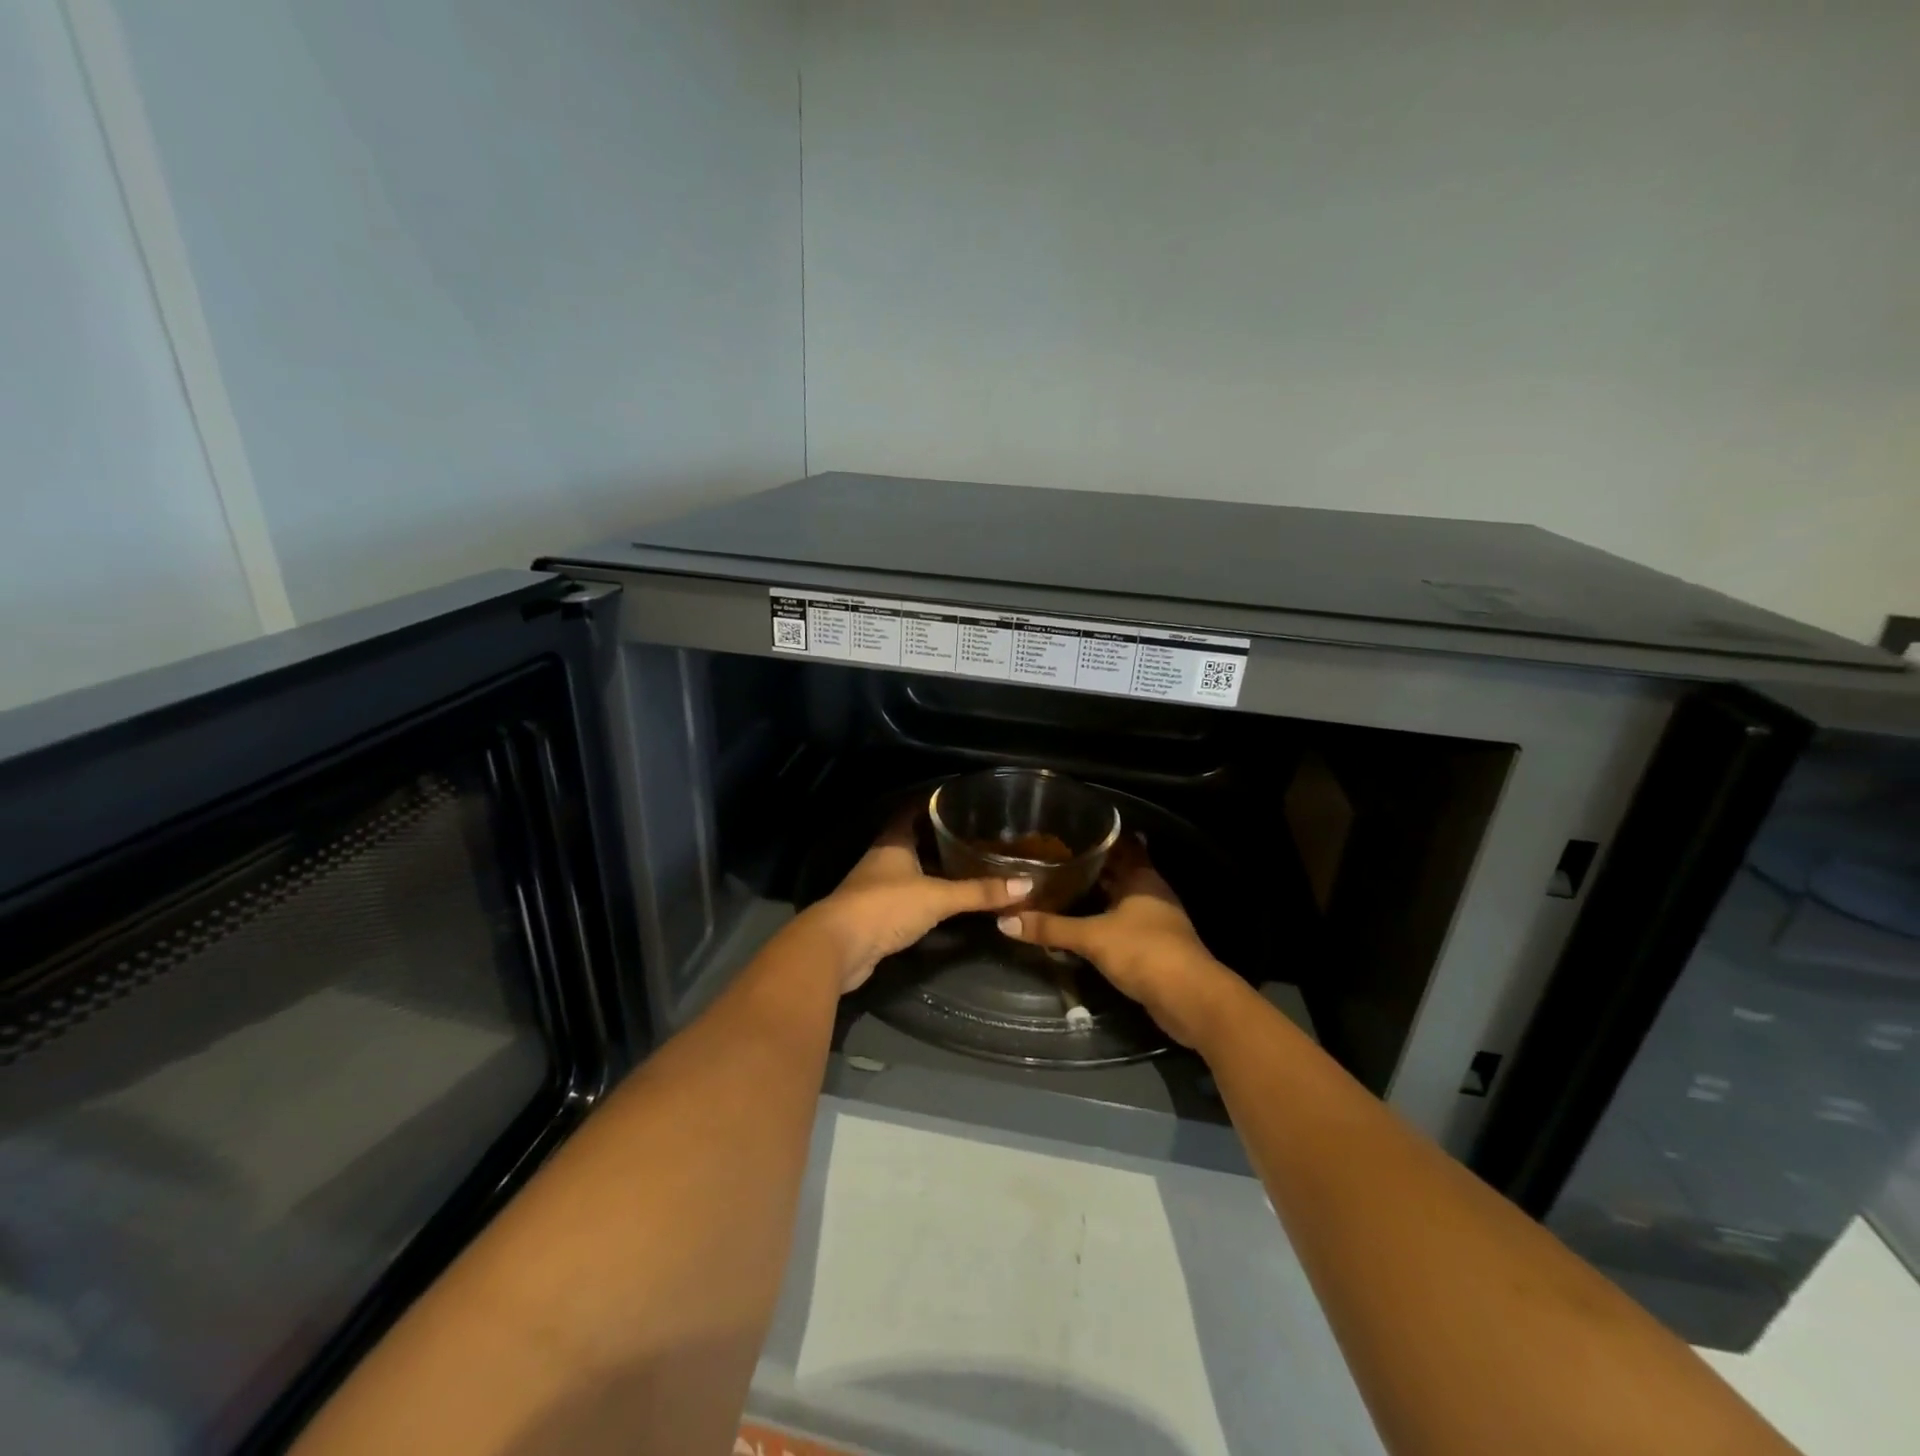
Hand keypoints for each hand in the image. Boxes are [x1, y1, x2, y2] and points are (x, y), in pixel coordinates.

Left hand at [803, 809, 1033, 993]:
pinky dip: (926, 895)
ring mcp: (876, 888)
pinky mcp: (876, 915)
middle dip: (939, 837)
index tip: (958, 799)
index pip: (911, 810)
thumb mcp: (937, 897)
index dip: (932, 802)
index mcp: (892, 842)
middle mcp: (882, 859)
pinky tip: (946, 900)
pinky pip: (907, 897)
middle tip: (973, 834)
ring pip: (910, 870)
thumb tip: (1026, 884)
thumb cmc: (885, 906)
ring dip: (933, 868)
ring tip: (967, 864)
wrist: (838, 948)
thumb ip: (979, 892)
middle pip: (912, 840)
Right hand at [996, 837, 1245, 1047]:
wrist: (1190, 1000)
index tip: (1066, 833)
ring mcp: (1155, 921)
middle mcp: (1151, 893)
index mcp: (1143, 877)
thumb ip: (1051, 927)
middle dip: (1090, 868)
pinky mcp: (1154, 947)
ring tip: (1059, 890)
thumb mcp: (1092, 937)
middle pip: (1118, 873)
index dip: (1096, 838)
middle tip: (1052, 861)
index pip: (1120, 845)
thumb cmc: (1145, 952)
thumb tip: (1004, 920)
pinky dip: (1102, 922)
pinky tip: (1079, 926)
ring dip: (1095, 897)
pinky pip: (1121, 925)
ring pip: (1119, 900)